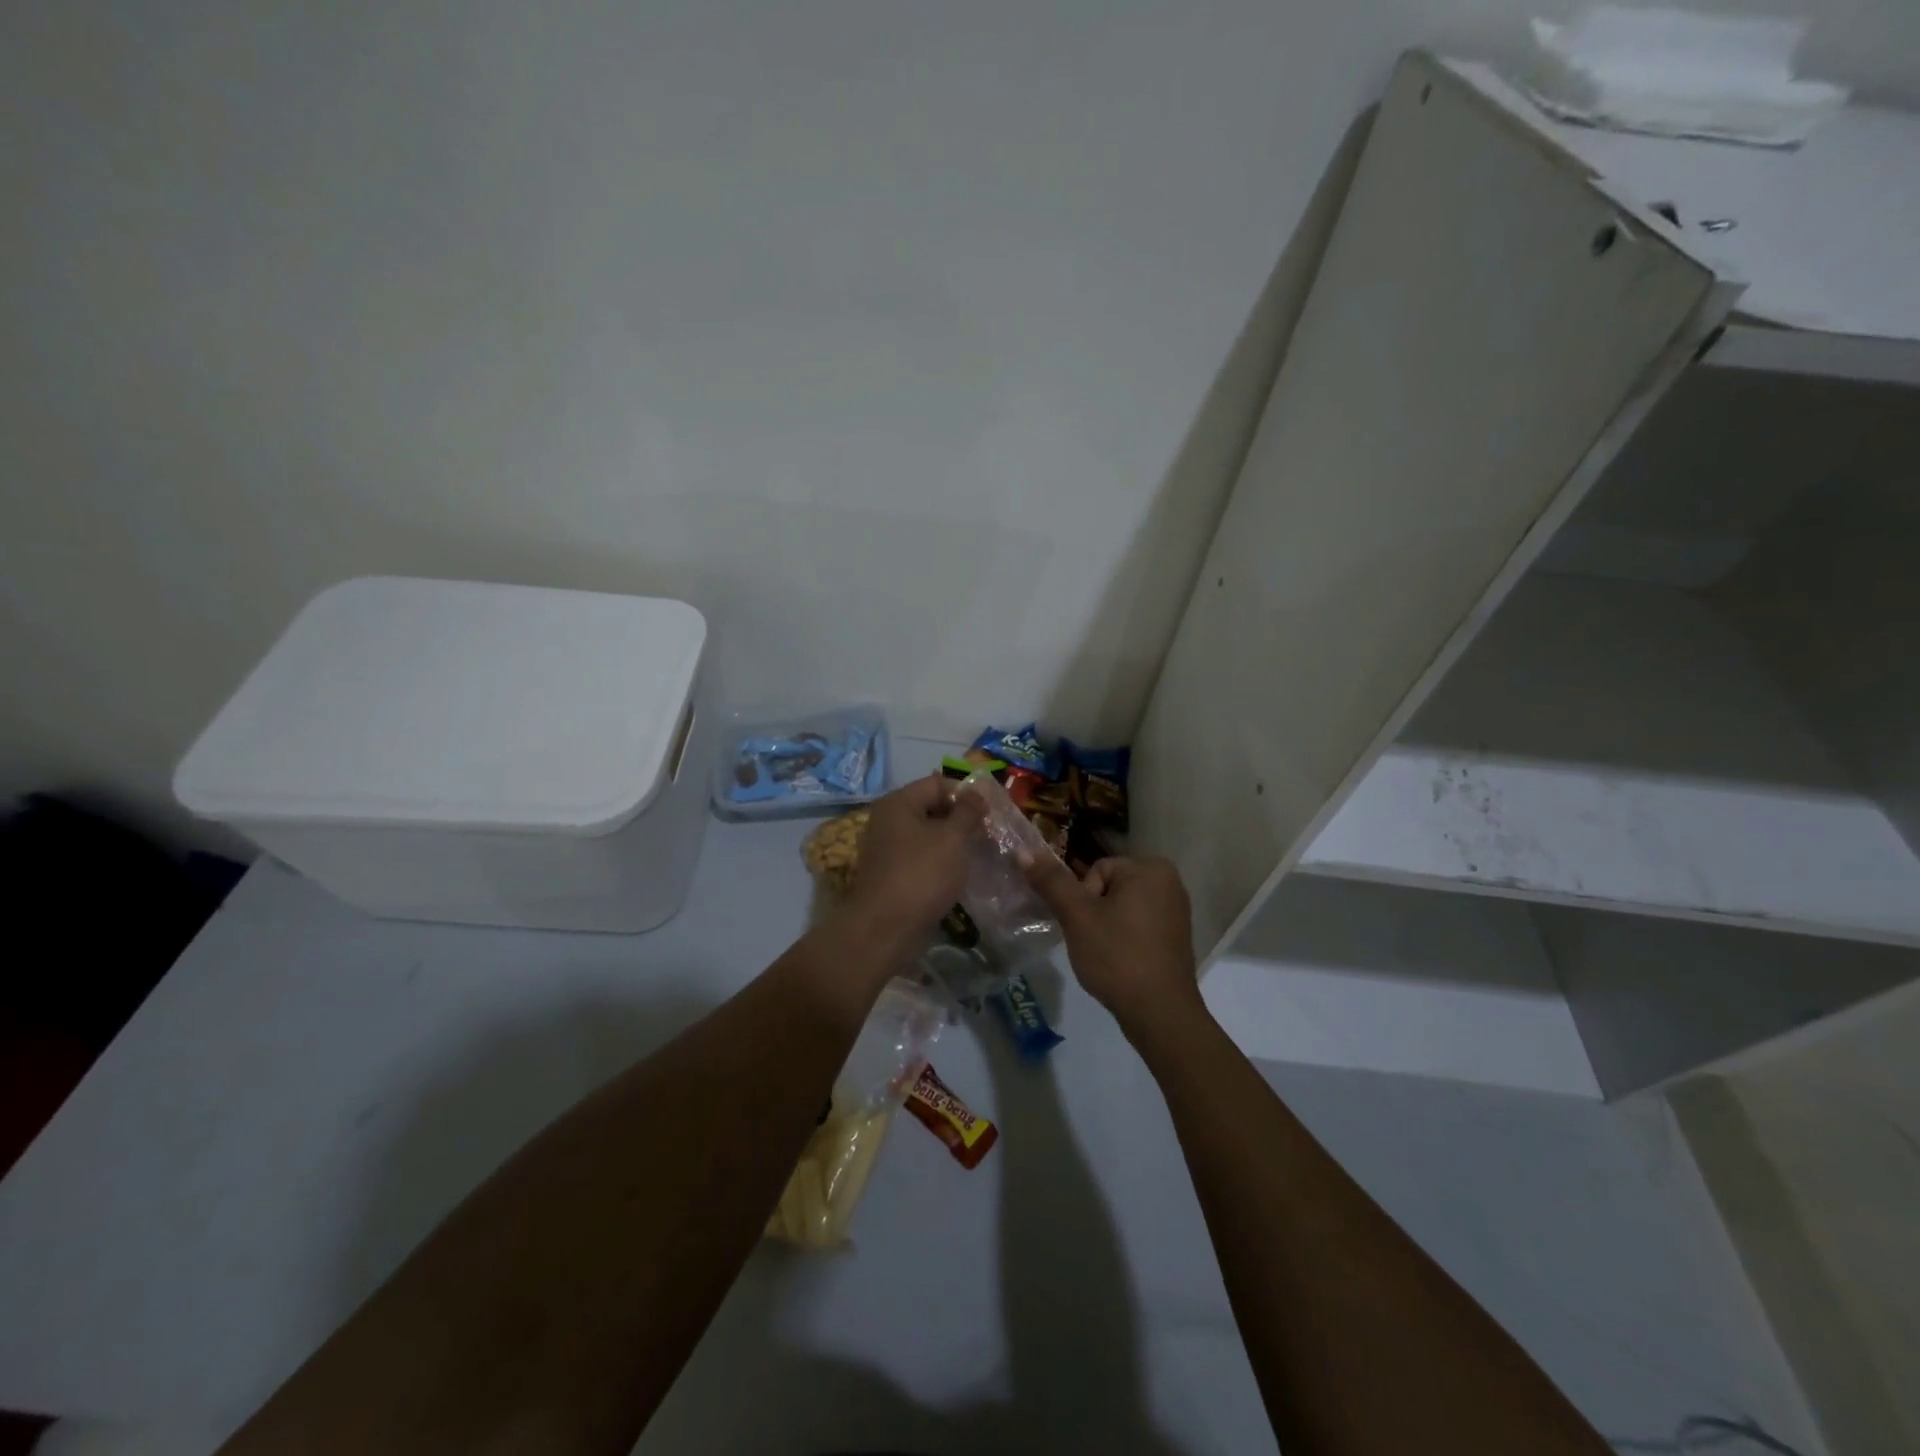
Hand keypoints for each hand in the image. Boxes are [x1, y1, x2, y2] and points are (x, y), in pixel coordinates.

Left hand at [841, 774, 983, 942]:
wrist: (886, 929)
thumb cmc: (922, 874)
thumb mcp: (952, 838)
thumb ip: (967, 812)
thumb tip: (976, 793)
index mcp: (898, 803)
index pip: (937, 783)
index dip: (966, 793)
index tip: (991, 811)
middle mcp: (888, 821)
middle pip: (931, 808)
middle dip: (961, 818)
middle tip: (989, 833)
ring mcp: (887, 849)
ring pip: (928, 836)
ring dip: (953, 842)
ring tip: (980, 853)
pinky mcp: (892, 875)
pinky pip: (922, 858)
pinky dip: (941, 862)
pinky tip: (960, 874)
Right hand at [1023, 853, 1201, 1037]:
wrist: (1160, 1013)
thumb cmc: (1118, 956)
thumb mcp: (1078, 916)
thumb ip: (1051, 882)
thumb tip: (1022, 852)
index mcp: (1151, 868)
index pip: (1096, 871)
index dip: (1083, 900)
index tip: (1089, 928)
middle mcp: (1170, 881)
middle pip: (1108, 887)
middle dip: (1094, 913)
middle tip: (1095, 942)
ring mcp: (1176, 909)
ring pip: (1121, 908)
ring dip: (1107, 927)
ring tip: (1108, 955)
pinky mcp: (1176, 935)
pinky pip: (1138, 925)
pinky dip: (1125, 939)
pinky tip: (1122, 962)